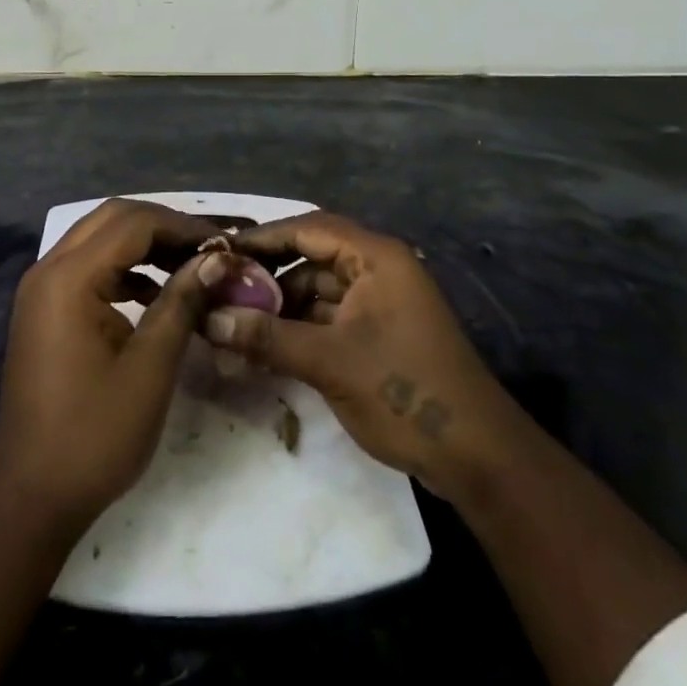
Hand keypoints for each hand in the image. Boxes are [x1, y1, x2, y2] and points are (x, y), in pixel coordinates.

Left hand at [0, 199, 237, 529]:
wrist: (31, 493)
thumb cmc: (94, 434)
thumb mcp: (150, 368)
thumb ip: (181, 302)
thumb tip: (216, 259)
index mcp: (69, 278)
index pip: (133, 223)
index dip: (182, 226)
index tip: (225, 242)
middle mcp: (49, 269)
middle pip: (112, 219)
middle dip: (163, 226)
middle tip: (208, 247)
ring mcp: (42, 289)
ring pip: (100, 239)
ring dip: (144, 244)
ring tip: (191, 266)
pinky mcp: (46, 309)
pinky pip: (90, 267)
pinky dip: (125, 268)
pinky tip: (156, 293)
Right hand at [205, 212, 509, 501]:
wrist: (477, 457)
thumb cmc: (404, 392)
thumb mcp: (329, 362)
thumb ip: (267, 336)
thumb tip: (208, 319)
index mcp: (375, 258)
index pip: (308, 228)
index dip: (262, 238)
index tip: (218, 250)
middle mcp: (378, 269)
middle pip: (310, 258)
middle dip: (267, 276)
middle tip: (220, 291)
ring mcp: (379, 303)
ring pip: (316, 291)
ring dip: (279, 306)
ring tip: (233, 323)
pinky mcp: (377, 333)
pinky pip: (328, 318)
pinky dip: (298, 328)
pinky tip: (263, 346)